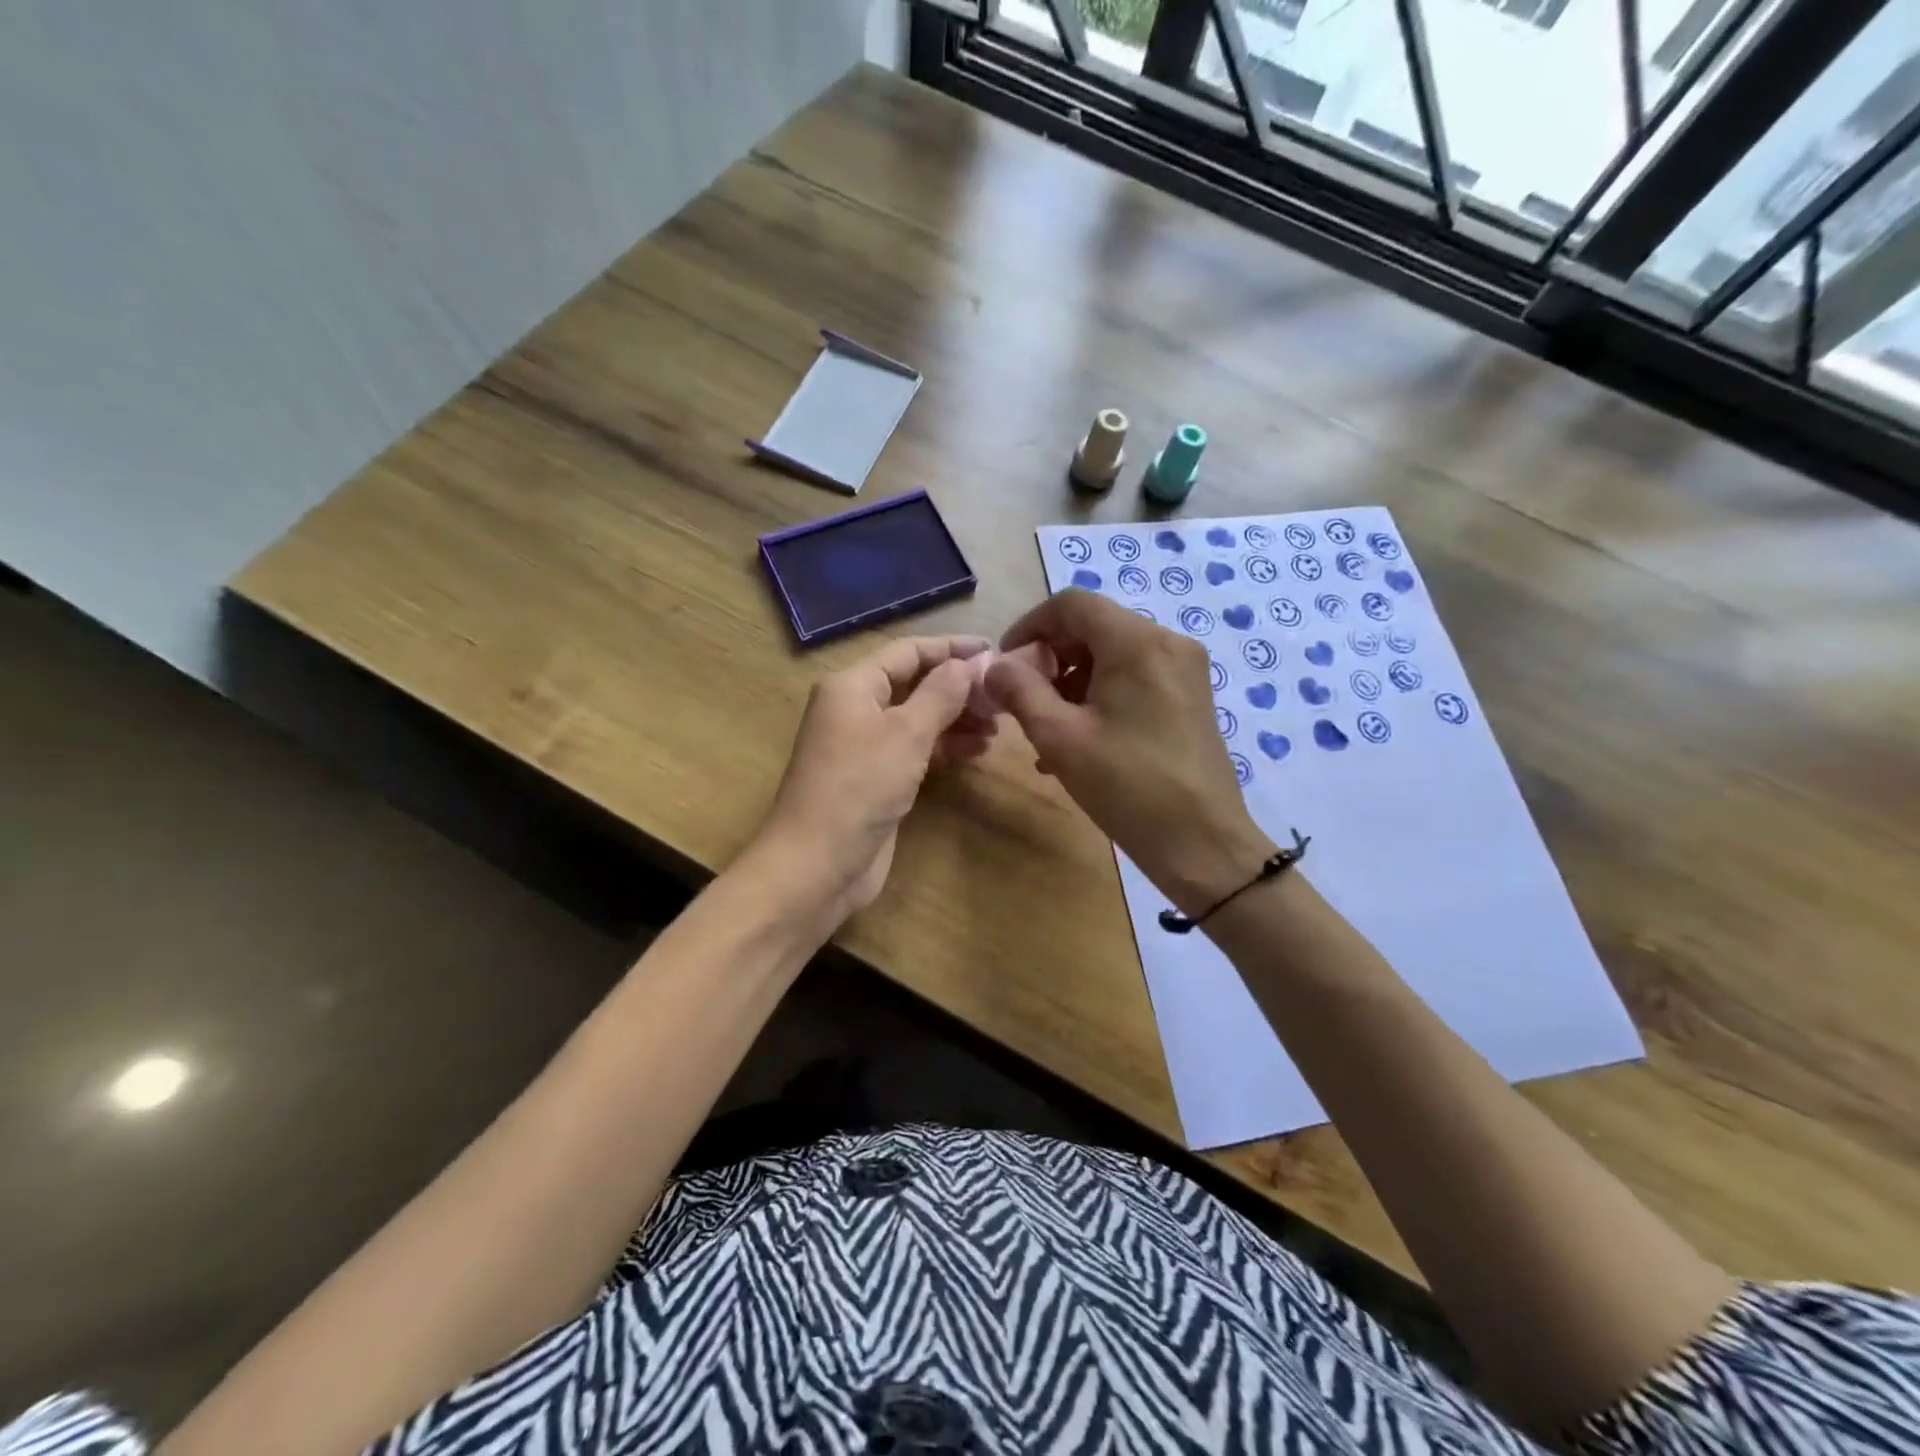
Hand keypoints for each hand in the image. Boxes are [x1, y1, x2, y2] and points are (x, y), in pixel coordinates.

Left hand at [751, 635, 995, 919]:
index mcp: (852, 686)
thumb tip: (969, 662)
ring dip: (955, 719)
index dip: (951, 648)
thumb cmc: (859, 787)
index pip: (907, 651)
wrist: (817, 864)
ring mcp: (864, 746)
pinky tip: (976, 752)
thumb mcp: (906, 734)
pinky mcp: (875, 778)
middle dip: (957, 688)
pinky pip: (914, 749)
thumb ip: (941, 693)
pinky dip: (943, 747)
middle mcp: (855, 709)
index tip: (994, 652)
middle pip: (913, 684)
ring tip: (996, 729)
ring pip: (917, 718)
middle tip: (1002, 699)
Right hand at [987, 589, 1273, 915]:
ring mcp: (1184, 670)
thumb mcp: (1060, 737)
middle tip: (1022, 701)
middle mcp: (1167, 642)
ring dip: (1071, 683)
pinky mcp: (1190, 697)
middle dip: (1050, 659)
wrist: (1202, 843)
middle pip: (1093, 628)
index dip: (1030, 626)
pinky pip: (1134, 679)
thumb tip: (994, 666)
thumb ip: (1020, 691)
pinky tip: (1077, 741)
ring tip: (1044, 731)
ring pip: (1112, 656)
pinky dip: (1100, 697)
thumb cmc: (1127, 786)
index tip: (1006, 664)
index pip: (1072, 604)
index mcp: (1137, 642)